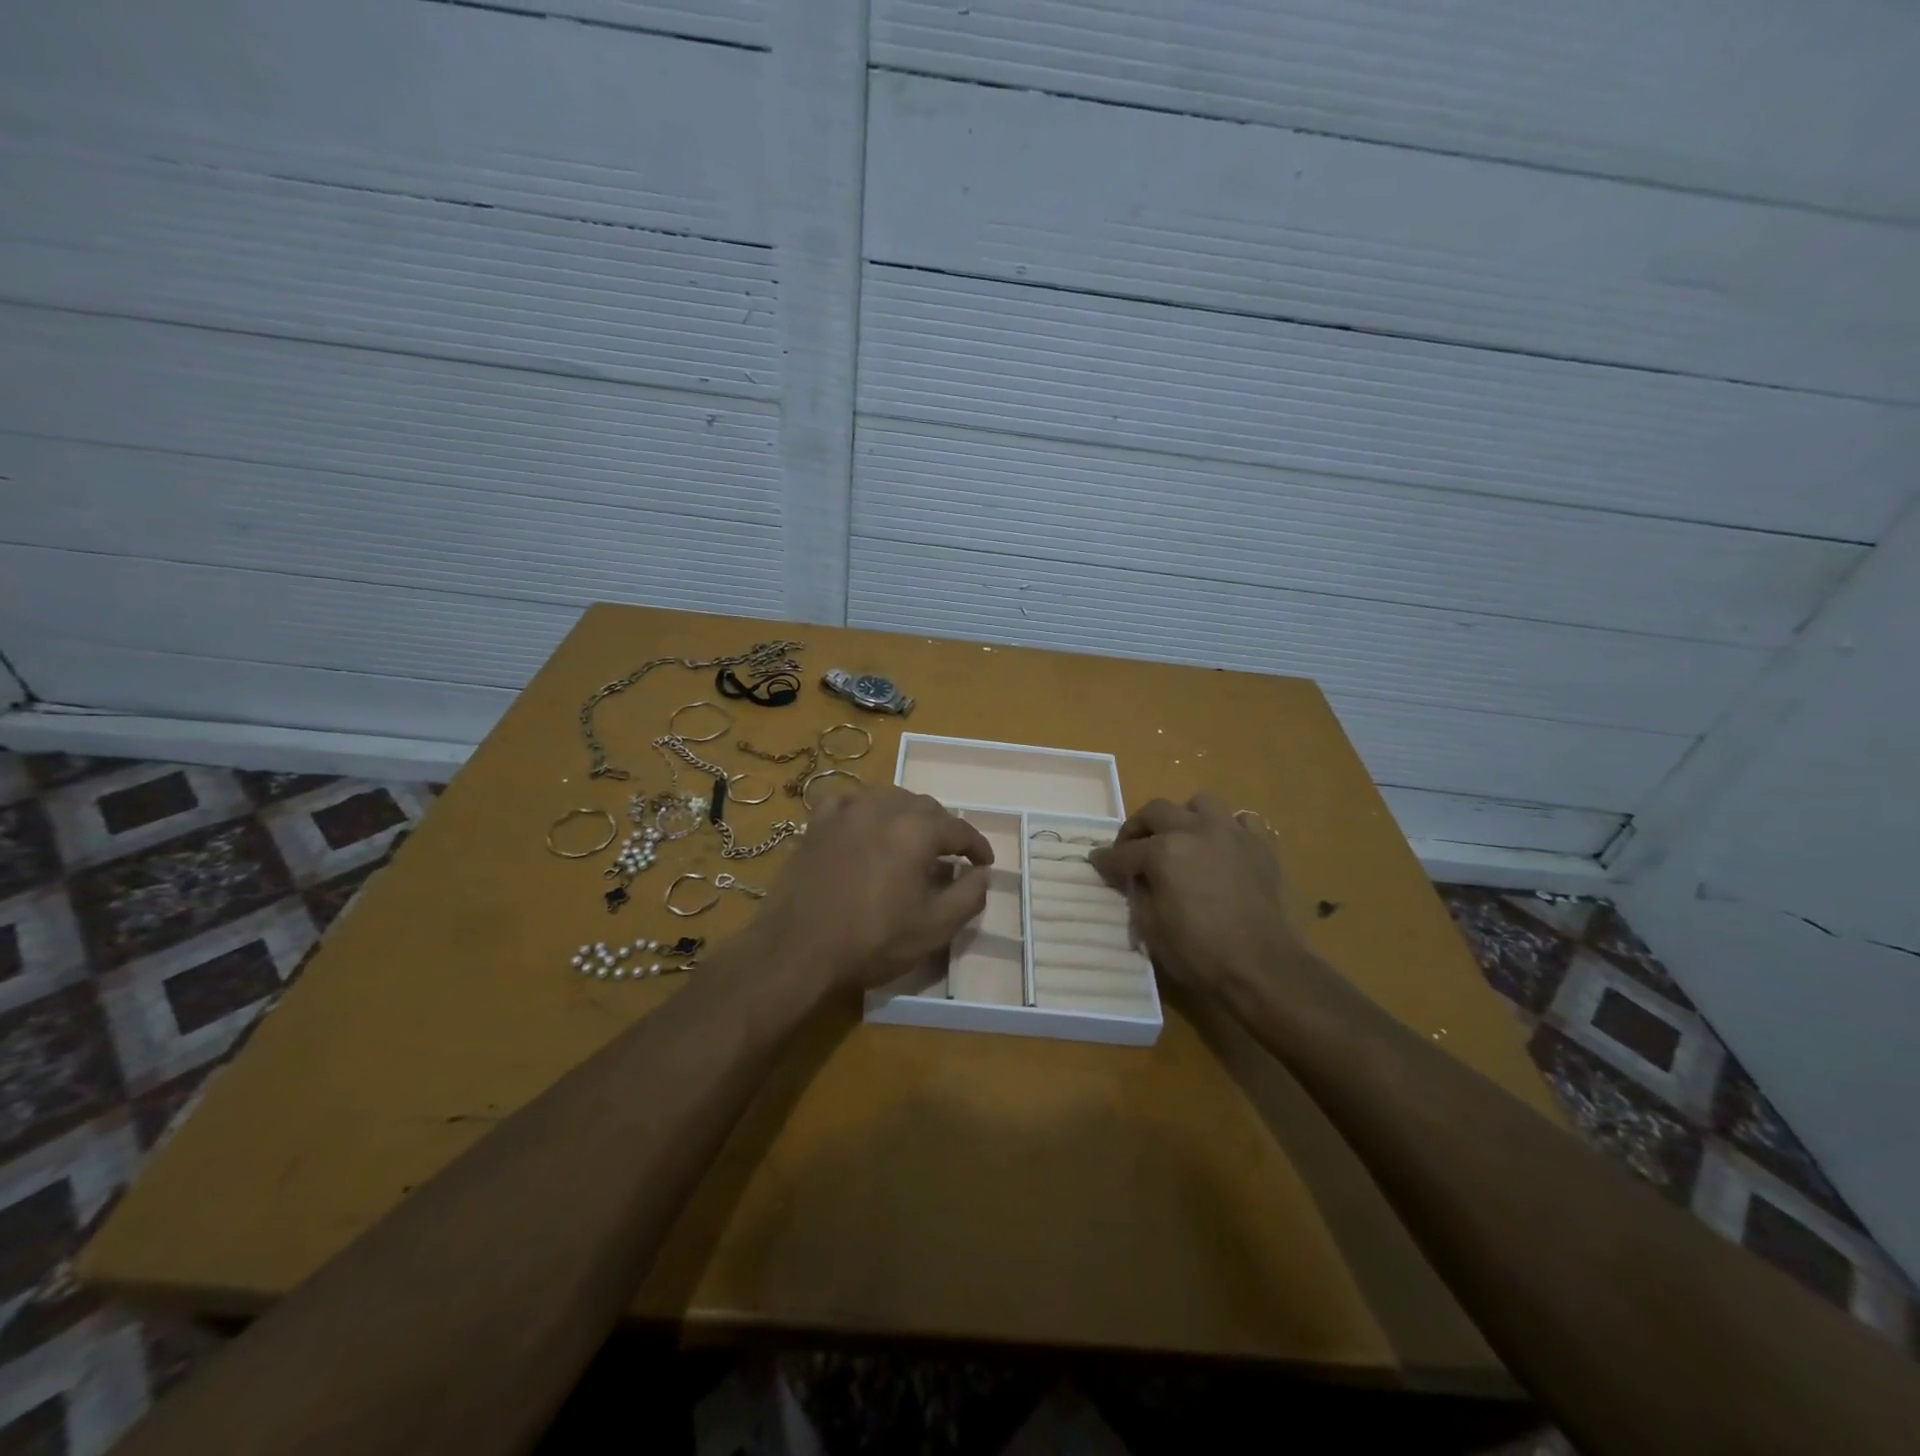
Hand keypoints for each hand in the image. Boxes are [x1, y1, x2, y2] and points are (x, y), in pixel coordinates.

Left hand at [747, 785, 993, 992]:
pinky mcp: (818, 822)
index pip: (959, 829)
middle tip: (949, 856)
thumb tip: (982, 873)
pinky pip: (850, 802)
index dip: (977, 846)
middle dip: (944, 829)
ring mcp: (847, 811)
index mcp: (917, 830)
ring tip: (910, 840)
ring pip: (889, 798)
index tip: (984, 863)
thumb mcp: (933, 929)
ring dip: (907, 815)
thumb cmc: (871, 940)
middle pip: (926, 807)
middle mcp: (884, 807)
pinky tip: (864, 826)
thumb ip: (968, 897)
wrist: (796, 948)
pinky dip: (866, 810)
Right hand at [1089, 792, 1313, 997]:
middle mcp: (1195, 830)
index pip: (1124, 852)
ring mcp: (1231, 833)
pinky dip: (1227, 830)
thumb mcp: (1151, 927)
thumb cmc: (1200, 952)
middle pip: (1156, 811)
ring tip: (1181, 839)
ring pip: (1200, 803)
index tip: (1097, 861)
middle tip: (1132, 849)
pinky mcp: (1261, 846)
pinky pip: (1241, 822)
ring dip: (1184, 817)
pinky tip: (1222, 848)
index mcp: (1164, 851)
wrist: (1263, 967)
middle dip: (1137, 828)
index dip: (1107, 859)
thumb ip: (1137, 892)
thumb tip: (1134, 877)